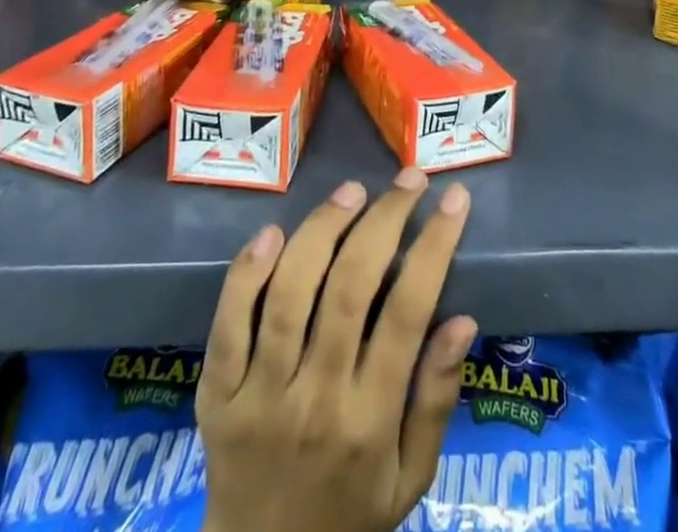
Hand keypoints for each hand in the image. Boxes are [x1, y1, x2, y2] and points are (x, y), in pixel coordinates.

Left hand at [196, 169, 477, 531]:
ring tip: (353, 191)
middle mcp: (317, 400)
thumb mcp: (411, 478)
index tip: (454, 199)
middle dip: (385, 220)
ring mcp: (260, 396)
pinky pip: (229, 325)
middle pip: (351, 289)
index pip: (408, 313)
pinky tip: (273, 231)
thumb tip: (461, 318)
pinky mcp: (216, 394)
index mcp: (371, 421)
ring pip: (292, 294)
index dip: (434, 246)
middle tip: (408, 179)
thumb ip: (437, 400)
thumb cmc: (349, 515)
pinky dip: (247, 274)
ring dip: (323, 230)